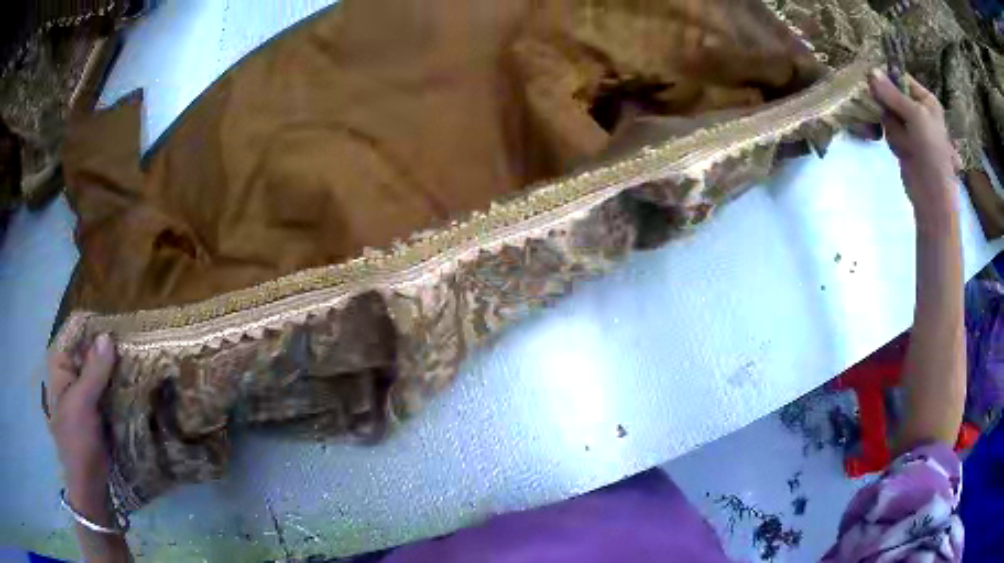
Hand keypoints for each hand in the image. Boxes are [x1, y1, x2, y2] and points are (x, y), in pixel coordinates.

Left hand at [47, 334, 116, 525]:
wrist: (89, 484)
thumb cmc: (77, 441)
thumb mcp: (83, 405)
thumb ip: (94, 371)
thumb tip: (108, 336)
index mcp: (60, 365)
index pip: (76, 332)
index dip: (95, 329)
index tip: (119, 329)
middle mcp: (71, 372)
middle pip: (90, 349)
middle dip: (109, 349)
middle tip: (133, 345)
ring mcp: (84, 391)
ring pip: (101, 369)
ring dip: (116, 367)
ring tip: (138, 361)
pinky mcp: (97, 407)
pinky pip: (108, 388)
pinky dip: (119, 384)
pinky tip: (134, 383)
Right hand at [868, 69, 961, 233]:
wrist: (932, 194)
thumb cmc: (932, 151)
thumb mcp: (915, 115)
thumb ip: (893, 94)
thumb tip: (870, 71)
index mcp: (927, 100)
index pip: (901, 78)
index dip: (889, 80)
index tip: (875, 84)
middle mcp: (919, 111)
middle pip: (892, 96)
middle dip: (890, 108)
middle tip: (893, 118)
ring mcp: (911, 128)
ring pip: (889, 115)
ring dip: (893, 128)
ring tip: (906, 144)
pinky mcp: (904, 142)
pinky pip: (890, 132)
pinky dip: (894, 140)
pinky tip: (903, 152)